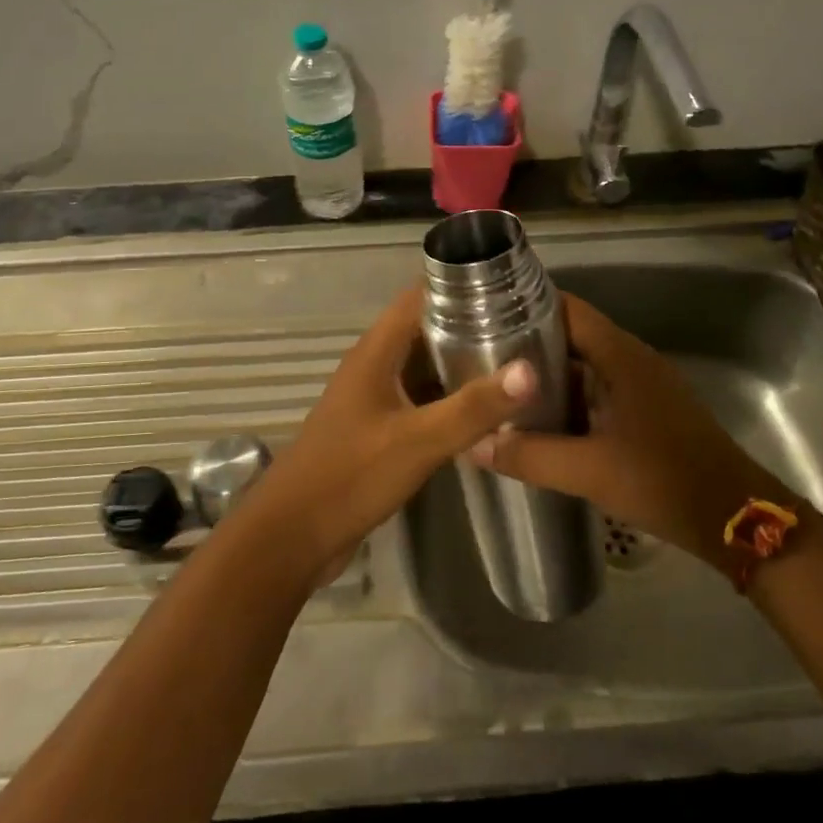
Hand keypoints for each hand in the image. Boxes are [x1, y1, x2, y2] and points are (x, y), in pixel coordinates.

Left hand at [234, 286, 536, 586]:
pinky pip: (419, 400)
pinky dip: (449, 398)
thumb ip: (473, 407)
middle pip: (424, 329)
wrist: (292, 537)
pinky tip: (485, 410)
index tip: (509, 288)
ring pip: (423, 366)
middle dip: (469, 325)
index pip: (418, 297)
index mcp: (375, 352)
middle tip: (525, 329)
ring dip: (461, 363)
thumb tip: (530, 370)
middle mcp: (373, 366)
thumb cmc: (349, 477)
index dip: (458, 285)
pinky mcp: (377, 429)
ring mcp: (373, 398)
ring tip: (515, 363)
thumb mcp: (418, 441)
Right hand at [475, 293, 792, 574]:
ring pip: (585, 364)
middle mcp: (631, 359)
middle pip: (572, 334)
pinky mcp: (649, 409)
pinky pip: (600, 389)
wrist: (737, 519)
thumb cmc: (664, 481)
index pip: (567, 308)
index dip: (526, 306)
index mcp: (620, 356)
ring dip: (548, 374)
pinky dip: (570, 397)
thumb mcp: (590, 471)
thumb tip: (474, 444)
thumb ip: (530, 456)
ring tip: (502, 389)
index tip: (485, 318)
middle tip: (483, 359)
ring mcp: (644, 384)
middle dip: (529, 344)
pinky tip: (543, 421)